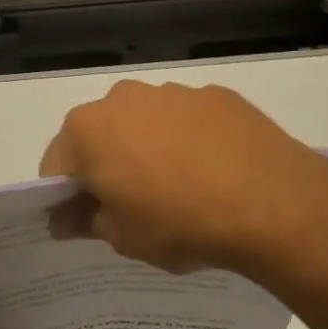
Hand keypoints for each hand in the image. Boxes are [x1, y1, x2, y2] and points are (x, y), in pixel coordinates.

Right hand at [40, 80, 327, 278]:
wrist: (272, 203)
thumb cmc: (179, 223)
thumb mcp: (122, 236)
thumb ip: (84, 222)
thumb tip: (62, 219)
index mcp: (87, 130)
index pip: (56, 165)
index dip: (65, 196)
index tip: (86, 221)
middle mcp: (123, 98)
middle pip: (99, 135)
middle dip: (107, 165)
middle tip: (133, 206)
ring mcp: (172, 92)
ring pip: (144, 123)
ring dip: (148, 149)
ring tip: (181, 189)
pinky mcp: (216, 94)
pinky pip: (187, 120)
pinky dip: (189, 140)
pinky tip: (214, 172)